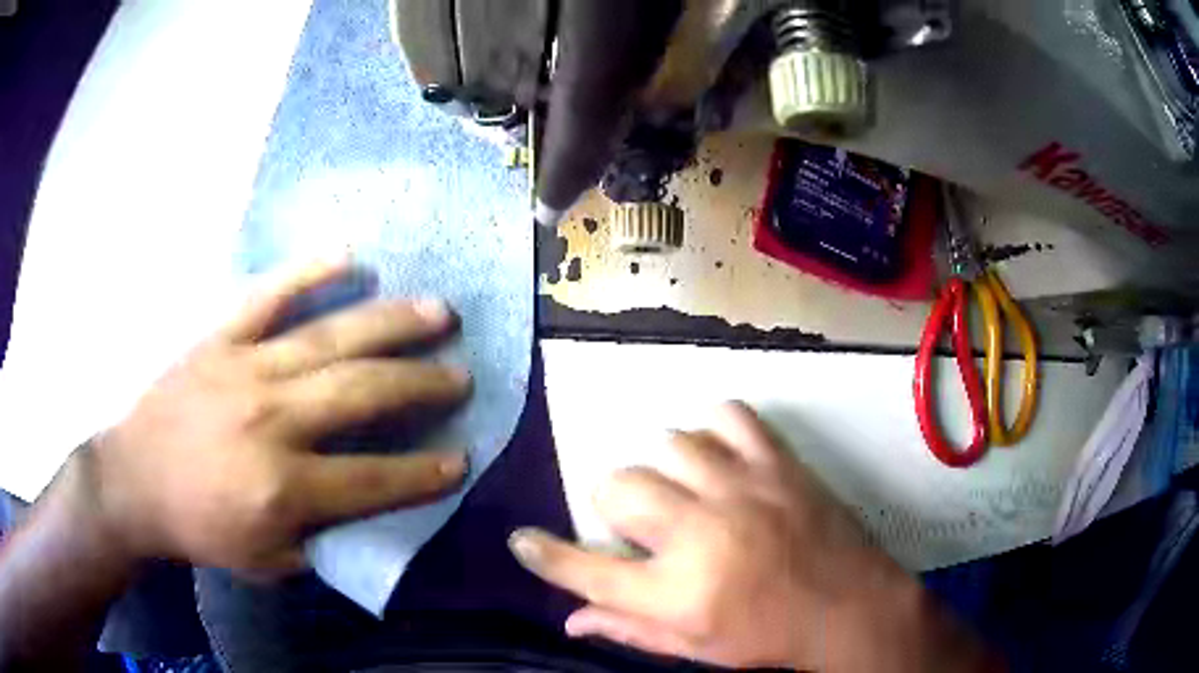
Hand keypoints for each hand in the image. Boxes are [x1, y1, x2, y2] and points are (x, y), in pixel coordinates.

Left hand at [82, 259, 471, 572]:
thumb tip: (369, 508)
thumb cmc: (201, 528)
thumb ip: (322, 538)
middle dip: (422, 384)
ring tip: (438, 311)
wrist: (135, 482)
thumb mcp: (267, 562)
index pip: (375, 480)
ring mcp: (245, 369)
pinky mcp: (220, 339)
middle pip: (362, 394)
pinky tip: (351, 259)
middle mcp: (272, 421)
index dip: (425, 473)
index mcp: (284, 488)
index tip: (462, 458)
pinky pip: (269, 295)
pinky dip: (310, 273)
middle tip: (461, 374)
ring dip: (391, 323)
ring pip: (330, 337)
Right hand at [510, 403, 998, 671]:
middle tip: (640, 521)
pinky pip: (730, 416)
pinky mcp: (777, 463)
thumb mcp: (693, 648)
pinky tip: (719, 454)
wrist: (849, 606)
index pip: (584, 570)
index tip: (521, 539)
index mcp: (676, 592)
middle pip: (617, 486)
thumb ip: (627, 630)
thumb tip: (569, 620)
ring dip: (664, 466)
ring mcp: (742, 489)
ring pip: (669, 443)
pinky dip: (714, 428)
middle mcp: (700, 533)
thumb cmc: (767, 637)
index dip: (543, 553)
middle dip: (613, 502)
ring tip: (683, 487)